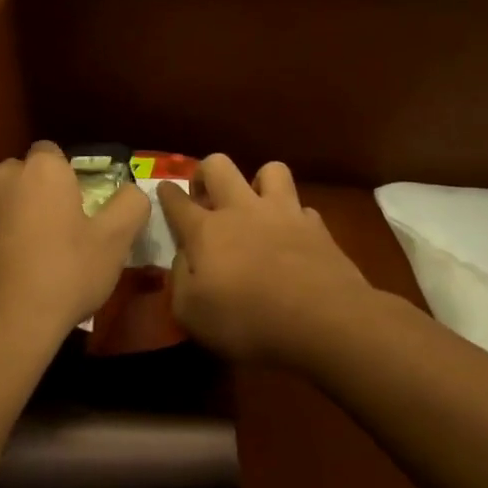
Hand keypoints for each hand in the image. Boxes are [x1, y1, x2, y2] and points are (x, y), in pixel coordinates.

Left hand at [0, 141, 151, 346]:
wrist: (2, 326)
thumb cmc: (65, 274)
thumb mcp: (115, 241)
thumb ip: (130, 204)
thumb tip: (130, 191)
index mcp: (41, 169)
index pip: (54, 153)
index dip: (70, 177)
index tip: (83, 208)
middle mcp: (1, 176)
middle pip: (27, 175)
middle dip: (42, 193)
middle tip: (65, 232)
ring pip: (5, 200)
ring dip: (19, 215)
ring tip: (38, 255)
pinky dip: (0, 238)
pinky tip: (15, 271)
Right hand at [157, 155, 375, 366]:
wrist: (323, 320)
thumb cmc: (248, 321)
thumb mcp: (192, 314)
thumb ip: (180, 281)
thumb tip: (183, 259)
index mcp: (206, 231)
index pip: (177, 201)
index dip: (167, 194)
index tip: (163, 189)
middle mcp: (242, 210)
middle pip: (218, 166)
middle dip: (206, 172)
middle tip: (206, 195)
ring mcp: (283, 213)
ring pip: (270, 170)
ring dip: (259, 182)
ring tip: (256, 206)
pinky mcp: (317, 226)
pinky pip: (302, 208)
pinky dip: (294, 217)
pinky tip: (293, 237)